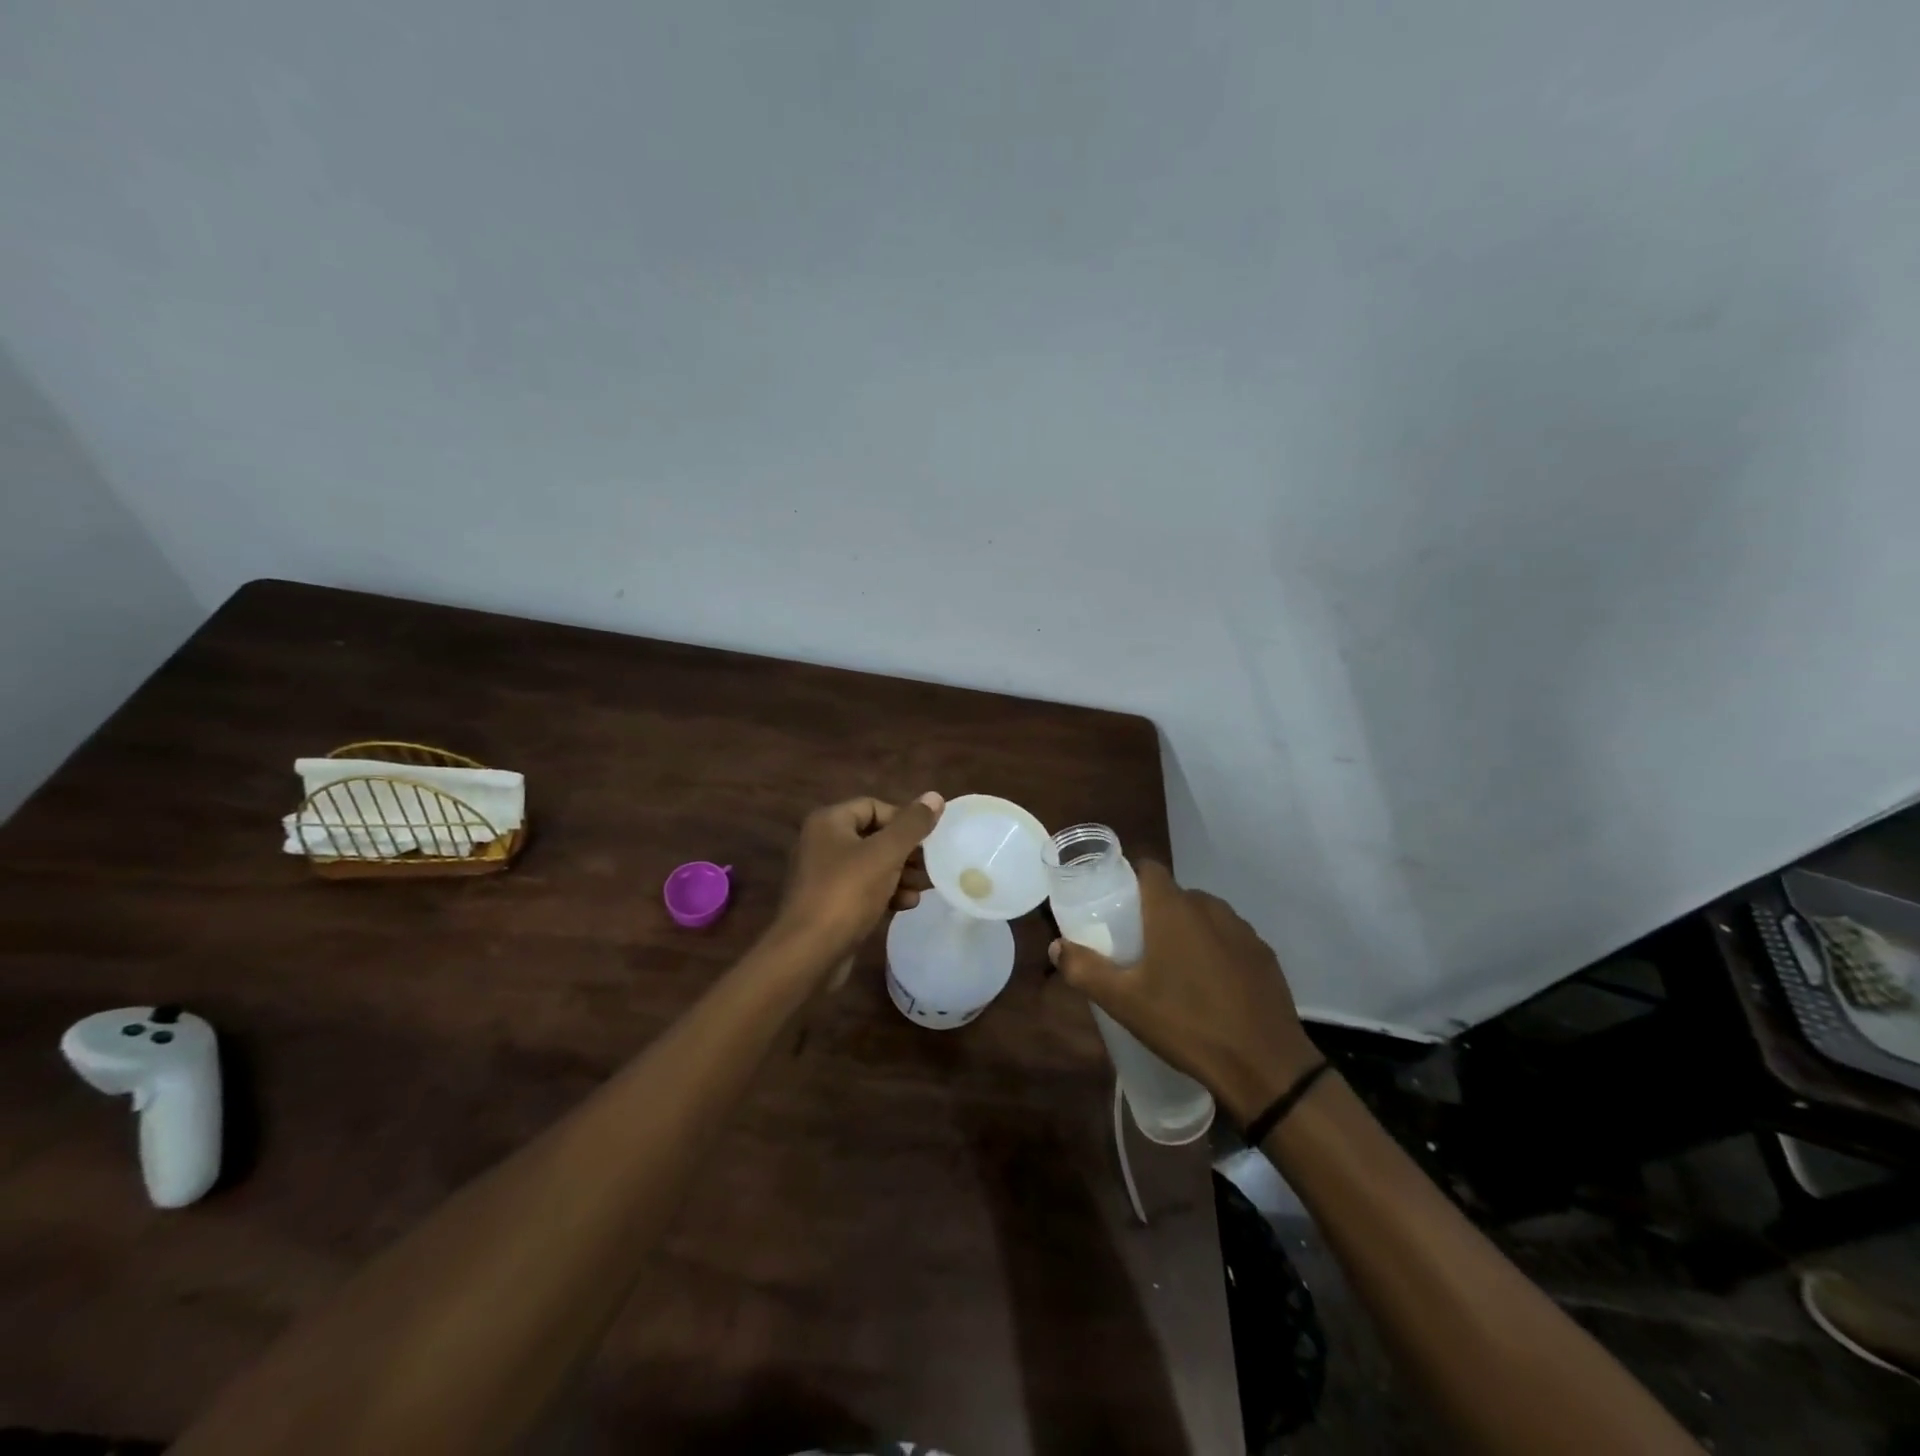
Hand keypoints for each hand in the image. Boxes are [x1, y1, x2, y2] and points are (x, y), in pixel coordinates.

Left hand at [770, 793, 943, 970]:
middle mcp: (822, 843)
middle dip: (905, 850)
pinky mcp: (829, 904)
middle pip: (873, 836)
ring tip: (925, 886)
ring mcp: (823, 875)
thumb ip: (912, 825)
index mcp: (829, 822)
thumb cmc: (847, 893)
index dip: (903, 819)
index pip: (873, 806)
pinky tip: (907, 905)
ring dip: (900, 874)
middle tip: (932, 864)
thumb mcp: (885, 854)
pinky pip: (863, 889)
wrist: (809, 953)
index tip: (928, 838)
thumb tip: (935, 796)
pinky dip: (885, 893)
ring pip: (871, 865)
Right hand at [1050, 861, 1318, 1122]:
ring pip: (1204, 916)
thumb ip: (1084, 969)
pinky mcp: (1264, 955)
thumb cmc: (1185, 1023)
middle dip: (1153, 911)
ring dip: (1186, 930)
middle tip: (1135, 944)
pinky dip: (1214, 950)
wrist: (1264, 1066)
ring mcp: (1243, 930)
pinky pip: (1229, 939)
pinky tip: (1208, 986)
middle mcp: (1210, 907)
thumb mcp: (1123, 1001)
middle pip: (1174, 894)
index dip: (1128, 878)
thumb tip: (1057, 946)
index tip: (1113, 904)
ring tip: (1171, 967)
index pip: (1148, 868)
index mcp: (1173, 909)